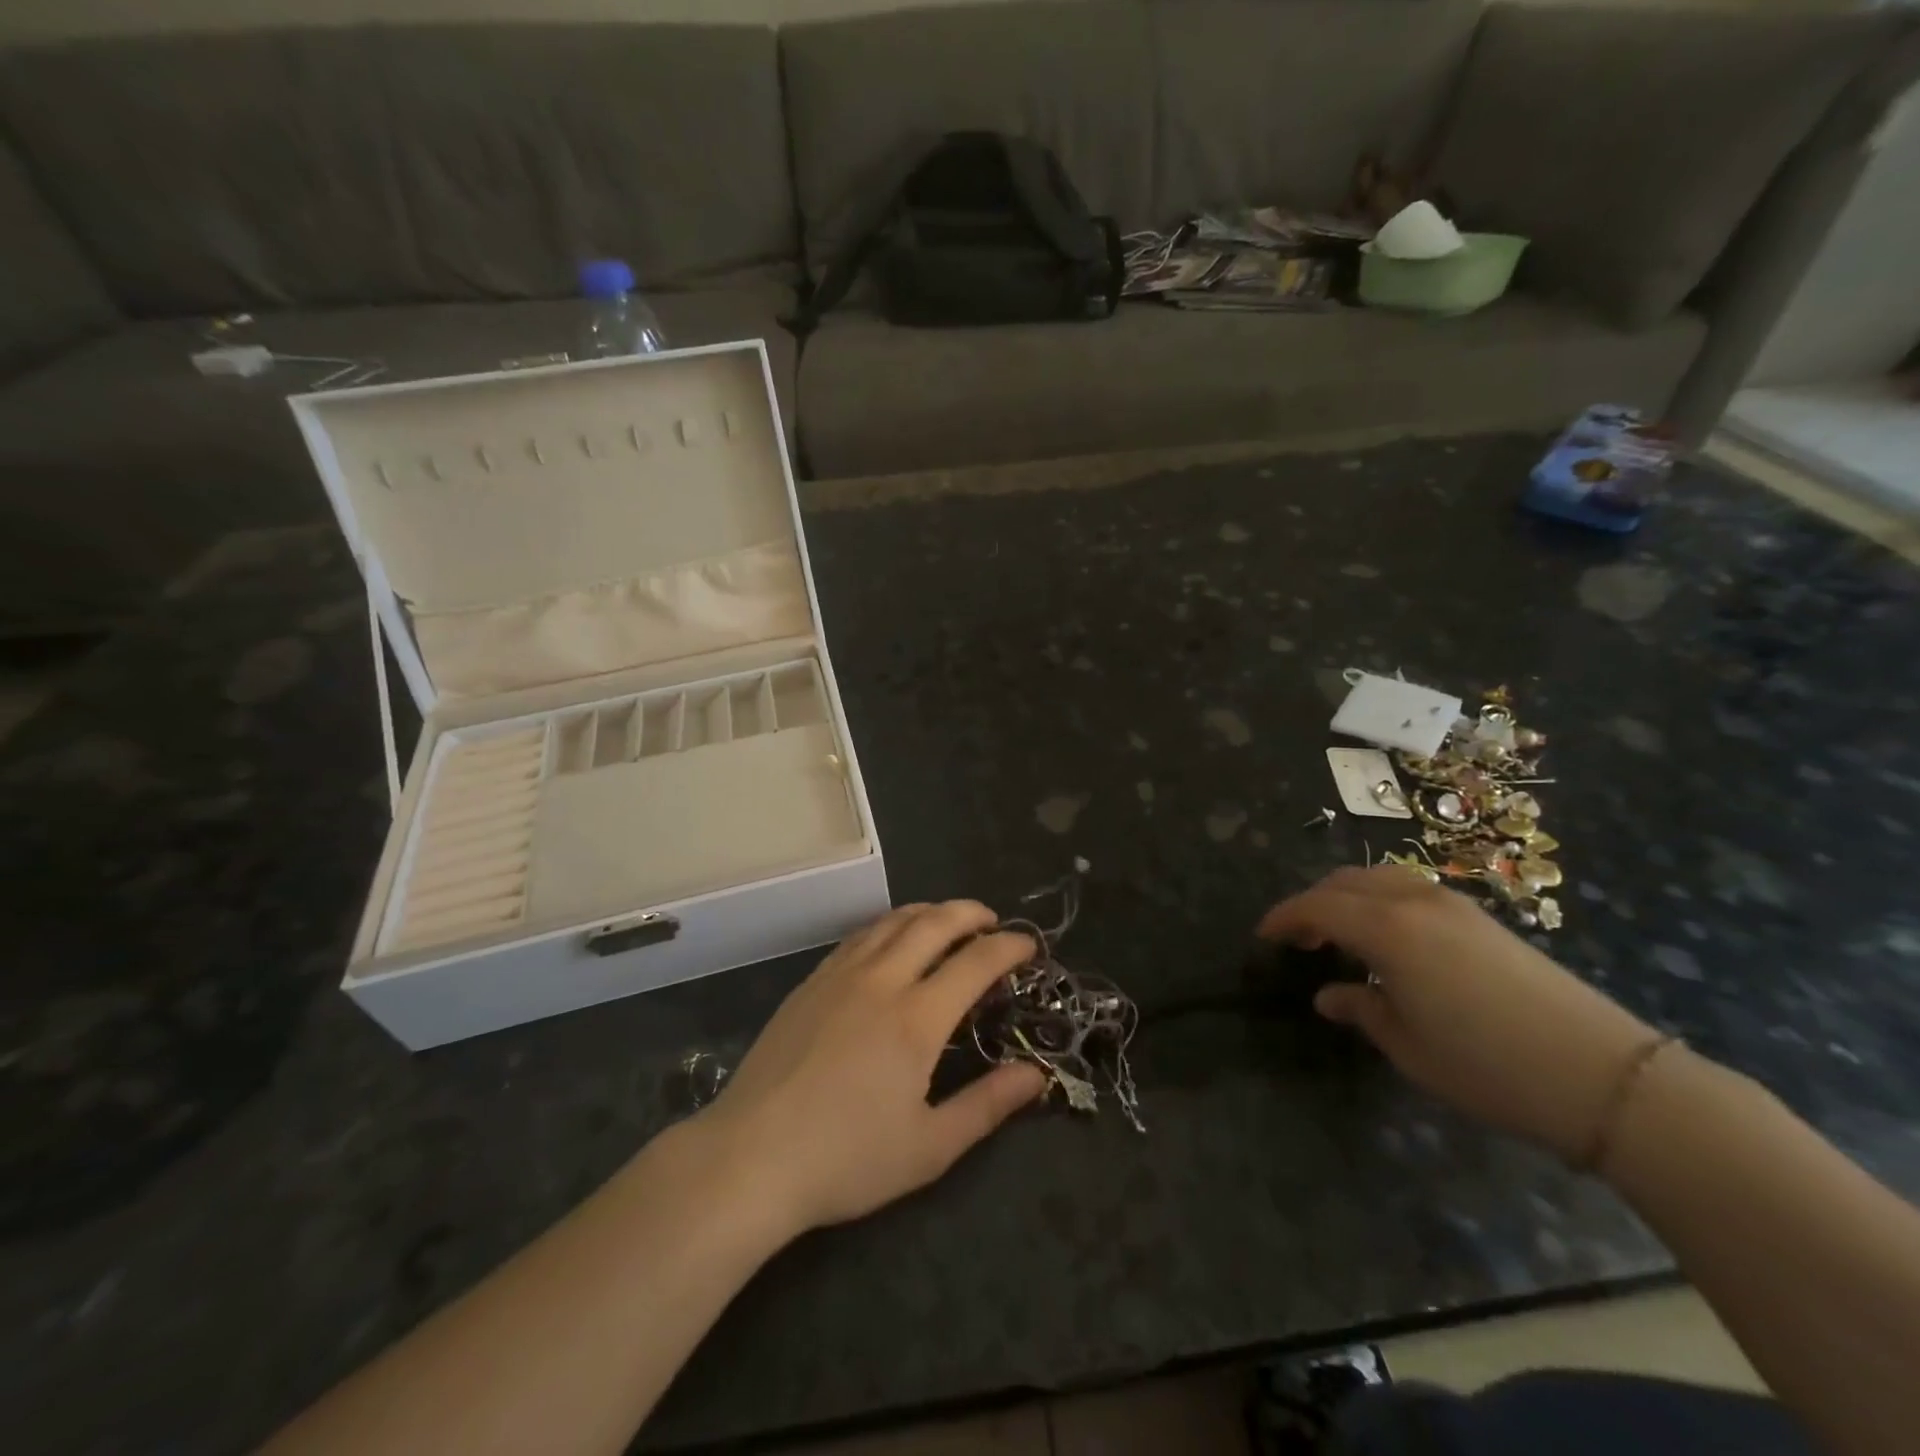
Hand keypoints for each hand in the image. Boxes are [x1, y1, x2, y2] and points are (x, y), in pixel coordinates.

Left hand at [698, 901, 1048, 1234]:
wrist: (751, 1157)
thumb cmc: (846, 1159)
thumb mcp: (929, 1147)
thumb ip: (987, 1105)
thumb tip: (1036, 1074)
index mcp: (917, 1018)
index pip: (975, 961)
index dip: (1009, 947)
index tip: (1029, 947)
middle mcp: (881, 980)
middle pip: (934, 923)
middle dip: (971, 913)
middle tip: (992, 922)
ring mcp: (840, 975)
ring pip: (893, 920)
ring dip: (930, 911)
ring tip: (948, 920)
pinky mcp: (811, 982)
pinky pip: (859, 935)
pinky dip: (889, 924)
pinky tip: (891, 940)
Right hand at [1259, 866, 1658, 1161]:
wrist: (1607, 1078)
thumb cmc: (1488, 1066)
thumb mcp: (1408, 1046)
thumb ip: (1361, 1010)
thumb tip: (1329, 995)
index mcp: (1386, 928)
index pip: (1316, 907)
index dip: (1283, 918)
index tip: (1263, 936)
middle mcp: (1414, 901)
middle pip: (1345, 882)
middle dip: (1312, 902)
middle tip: (1297, 937)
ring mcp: (1452, 904)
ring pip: (1379, 878)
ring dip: (1347, 896)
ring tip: (1337, 932)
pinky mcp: (1482, 918)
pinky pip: (1409, 889)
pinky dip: (1380, 900)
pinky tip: (1386, 937)